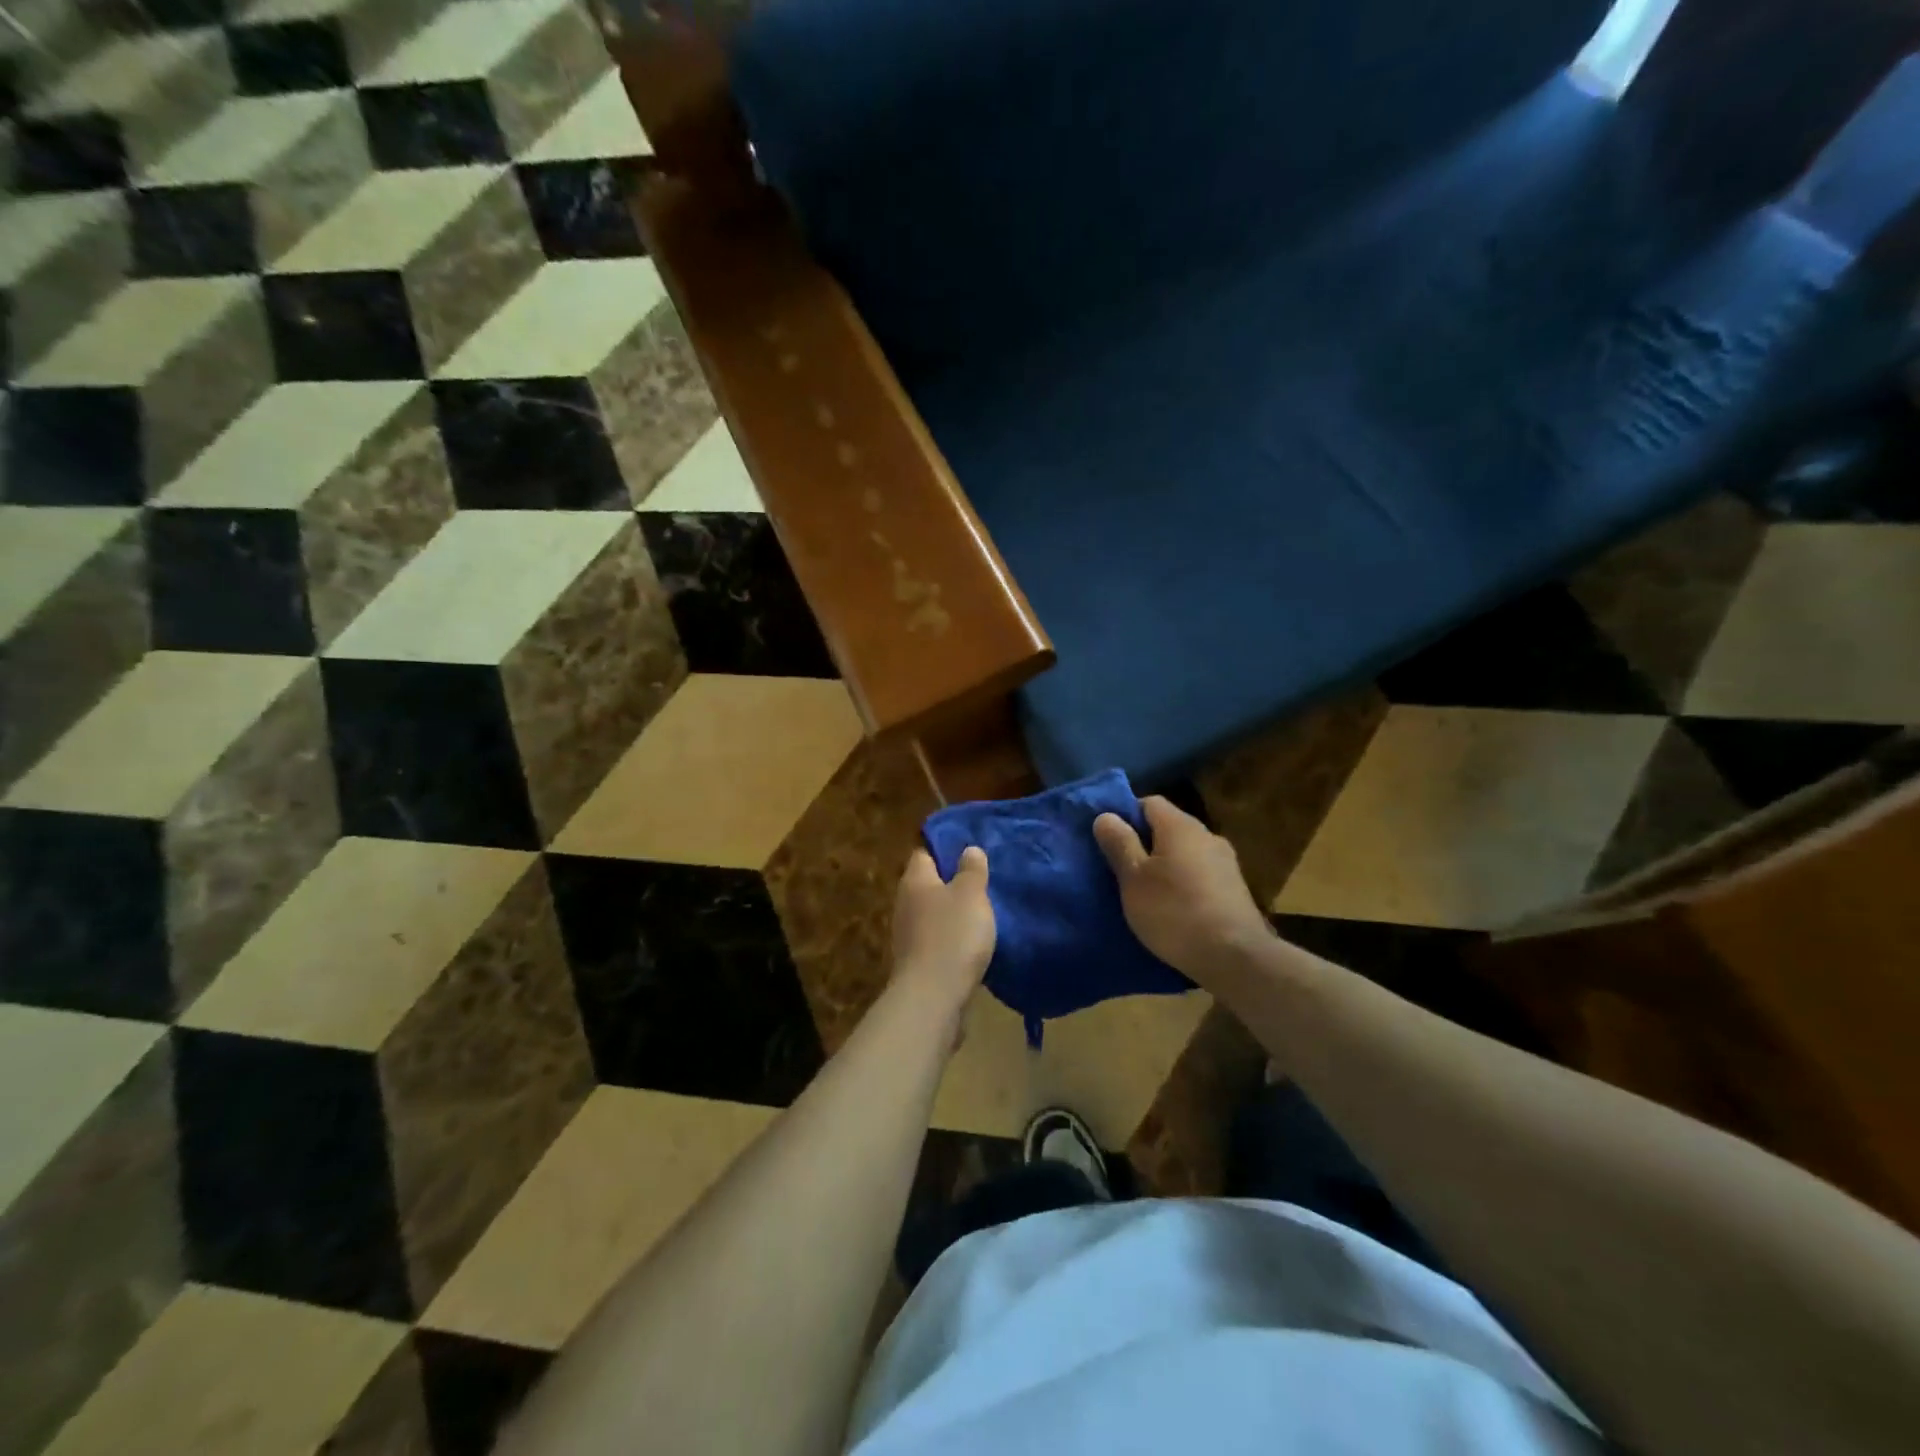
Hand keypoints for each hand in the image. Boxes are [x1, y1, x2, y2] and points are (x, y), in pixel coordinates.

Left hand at [890, 847, 994, 1015]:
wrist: (932, 998)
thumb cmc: (953, 935)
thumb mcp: (971, 894)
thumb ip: (971, 870)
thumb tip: (969, 849)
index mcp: (915, 880)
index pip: (925, 853)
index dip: (946, 851)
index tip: (970, 853)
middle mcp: (905, 903)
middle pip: (929, 885)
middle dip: (952, 884)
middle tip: (983, 883)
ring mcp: (908, 935)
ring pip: (933, 914)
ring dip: (953, 914)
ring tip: (983, 914)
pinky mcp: (916, 962)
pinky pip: (937, 941)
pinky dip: (953, 940)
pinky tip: (973, 945)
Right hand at [1094, 797, 1272, 981]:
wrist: (1236, 957)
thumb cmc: (1174, 912)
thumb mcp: (1134, 879)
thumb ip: (1120, 844)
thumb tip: (1106, 815)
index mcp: (1180, 826)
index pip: (1148, 802)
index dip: (1126, 816)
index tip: (1110, 842)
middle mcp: (1207, 835)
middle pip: (1168, 827)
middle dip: (1145, 843)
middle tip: (1122, 869)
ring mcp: (1226, 862)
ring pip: (1185, 852)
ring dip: (1165, 865)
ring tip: (1147, 892)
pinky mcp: (1235, 889)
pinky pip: (1200, 874)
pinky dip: (1184, 883)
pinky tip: (1174, 907)